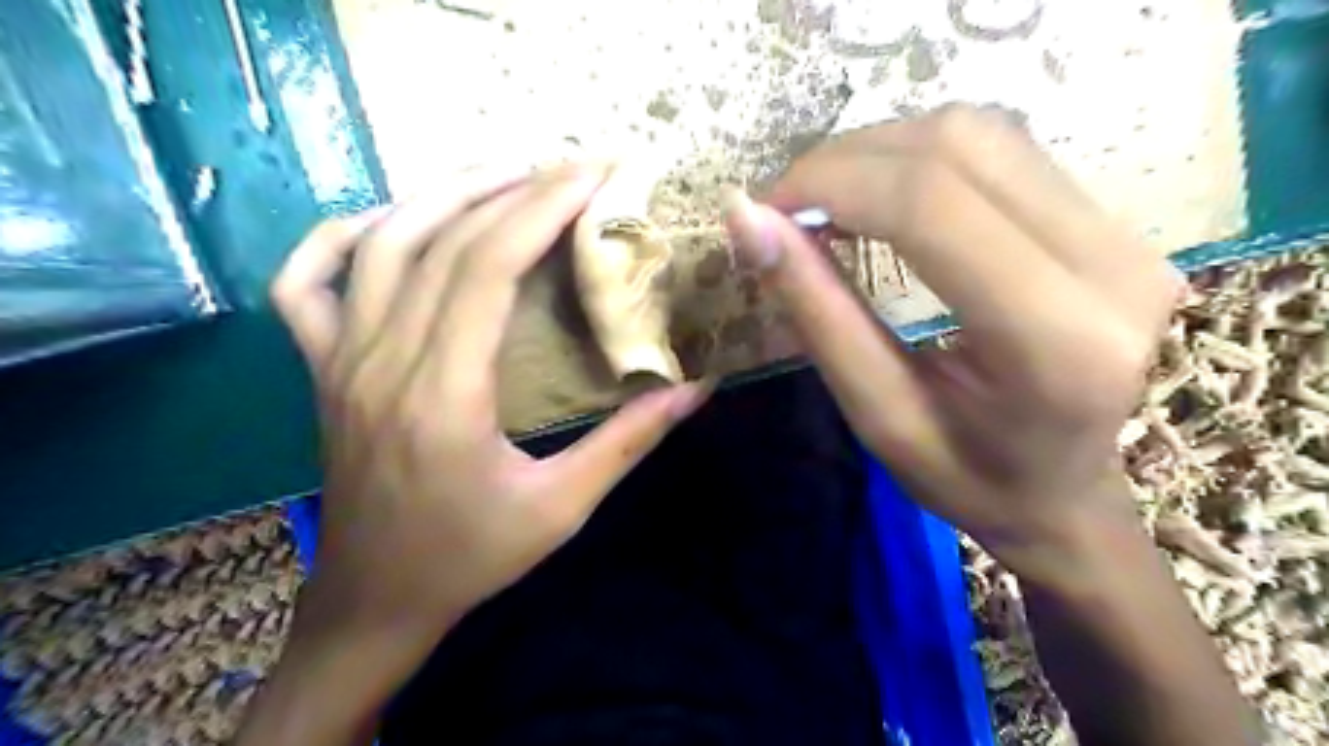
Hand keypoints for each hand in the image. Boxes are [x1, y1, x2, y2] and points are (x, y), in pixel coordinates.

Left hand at [264, 162, 710, 645]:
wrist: (376, 599)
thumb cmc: (471, 557)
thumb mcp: (563, 508)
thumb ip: (629, 443)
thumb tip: (695, 389)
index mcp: (444, 395)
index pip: (487, 266)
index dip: (541, 208)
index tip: (593, 176)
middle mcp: (382, 361)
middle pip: (442, 240)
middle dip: (513, 188)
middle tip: (570, 167)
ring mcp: (339, 360)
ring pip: (380, 243)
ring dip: (445, 193)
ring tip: (507, 173)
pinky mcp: (321, 368)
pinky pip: (307, 281)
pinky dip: (344, 234)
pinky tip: (393, 220)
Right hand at [726, 101, 1182, 583]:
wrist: (1070, 496)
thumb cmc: (970, 479)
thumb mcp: (878, 414)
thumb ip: (817, 312)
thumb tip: (747, 220)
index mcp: (1053, 340)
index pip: (929, 204)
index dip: (831, 184)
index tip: (764, 208)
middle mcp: (1111, 267)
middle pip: (959, 147)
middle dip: (847, 161)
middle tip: (786, 207)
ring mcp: (1128, 236)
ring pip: (983, 133)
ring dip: (882, 152)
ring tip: (826, 203)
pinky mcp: (1117, 224)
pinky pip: (1005, 153)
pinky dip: (921, 161)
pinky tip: (882, 200)